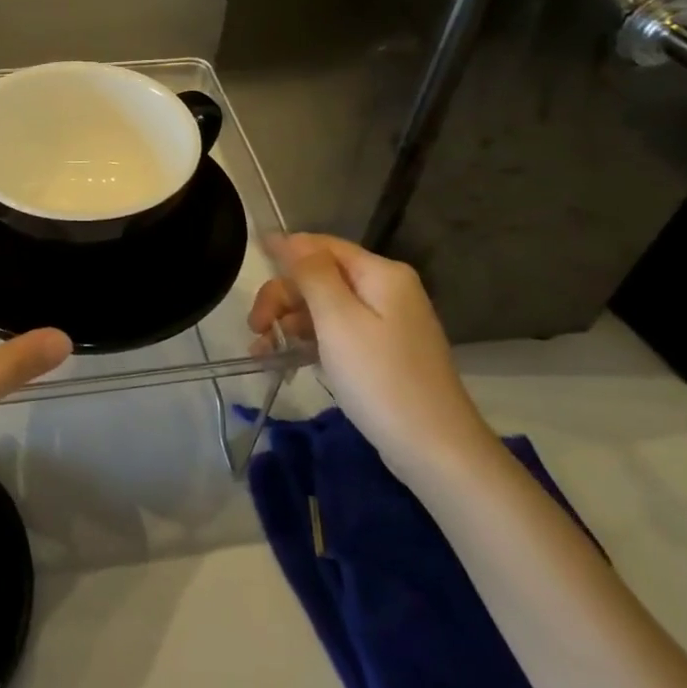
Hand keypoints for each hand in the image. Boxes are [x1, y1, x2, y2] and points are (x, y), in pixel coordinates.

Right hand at [247, 233, 493, 479]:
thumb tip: (287, 238)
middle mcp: (386, 290)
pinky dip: (308, 342)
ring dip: (289, 323)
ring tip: (262, 352)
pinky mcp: (381, 353)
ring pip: (324, 308)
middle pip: (321, 277)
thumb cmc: (381, 378)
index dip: (285, 252)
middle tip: (256, 327)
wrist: (435, 449)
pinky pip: (336, 334)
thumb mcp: (338, 320)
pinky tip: (283, 360)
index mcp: (381, 273)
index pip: (322, 246)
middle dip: (284, 296)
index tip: (251, 266)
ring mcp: (386, 323)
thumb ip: (311, 274)